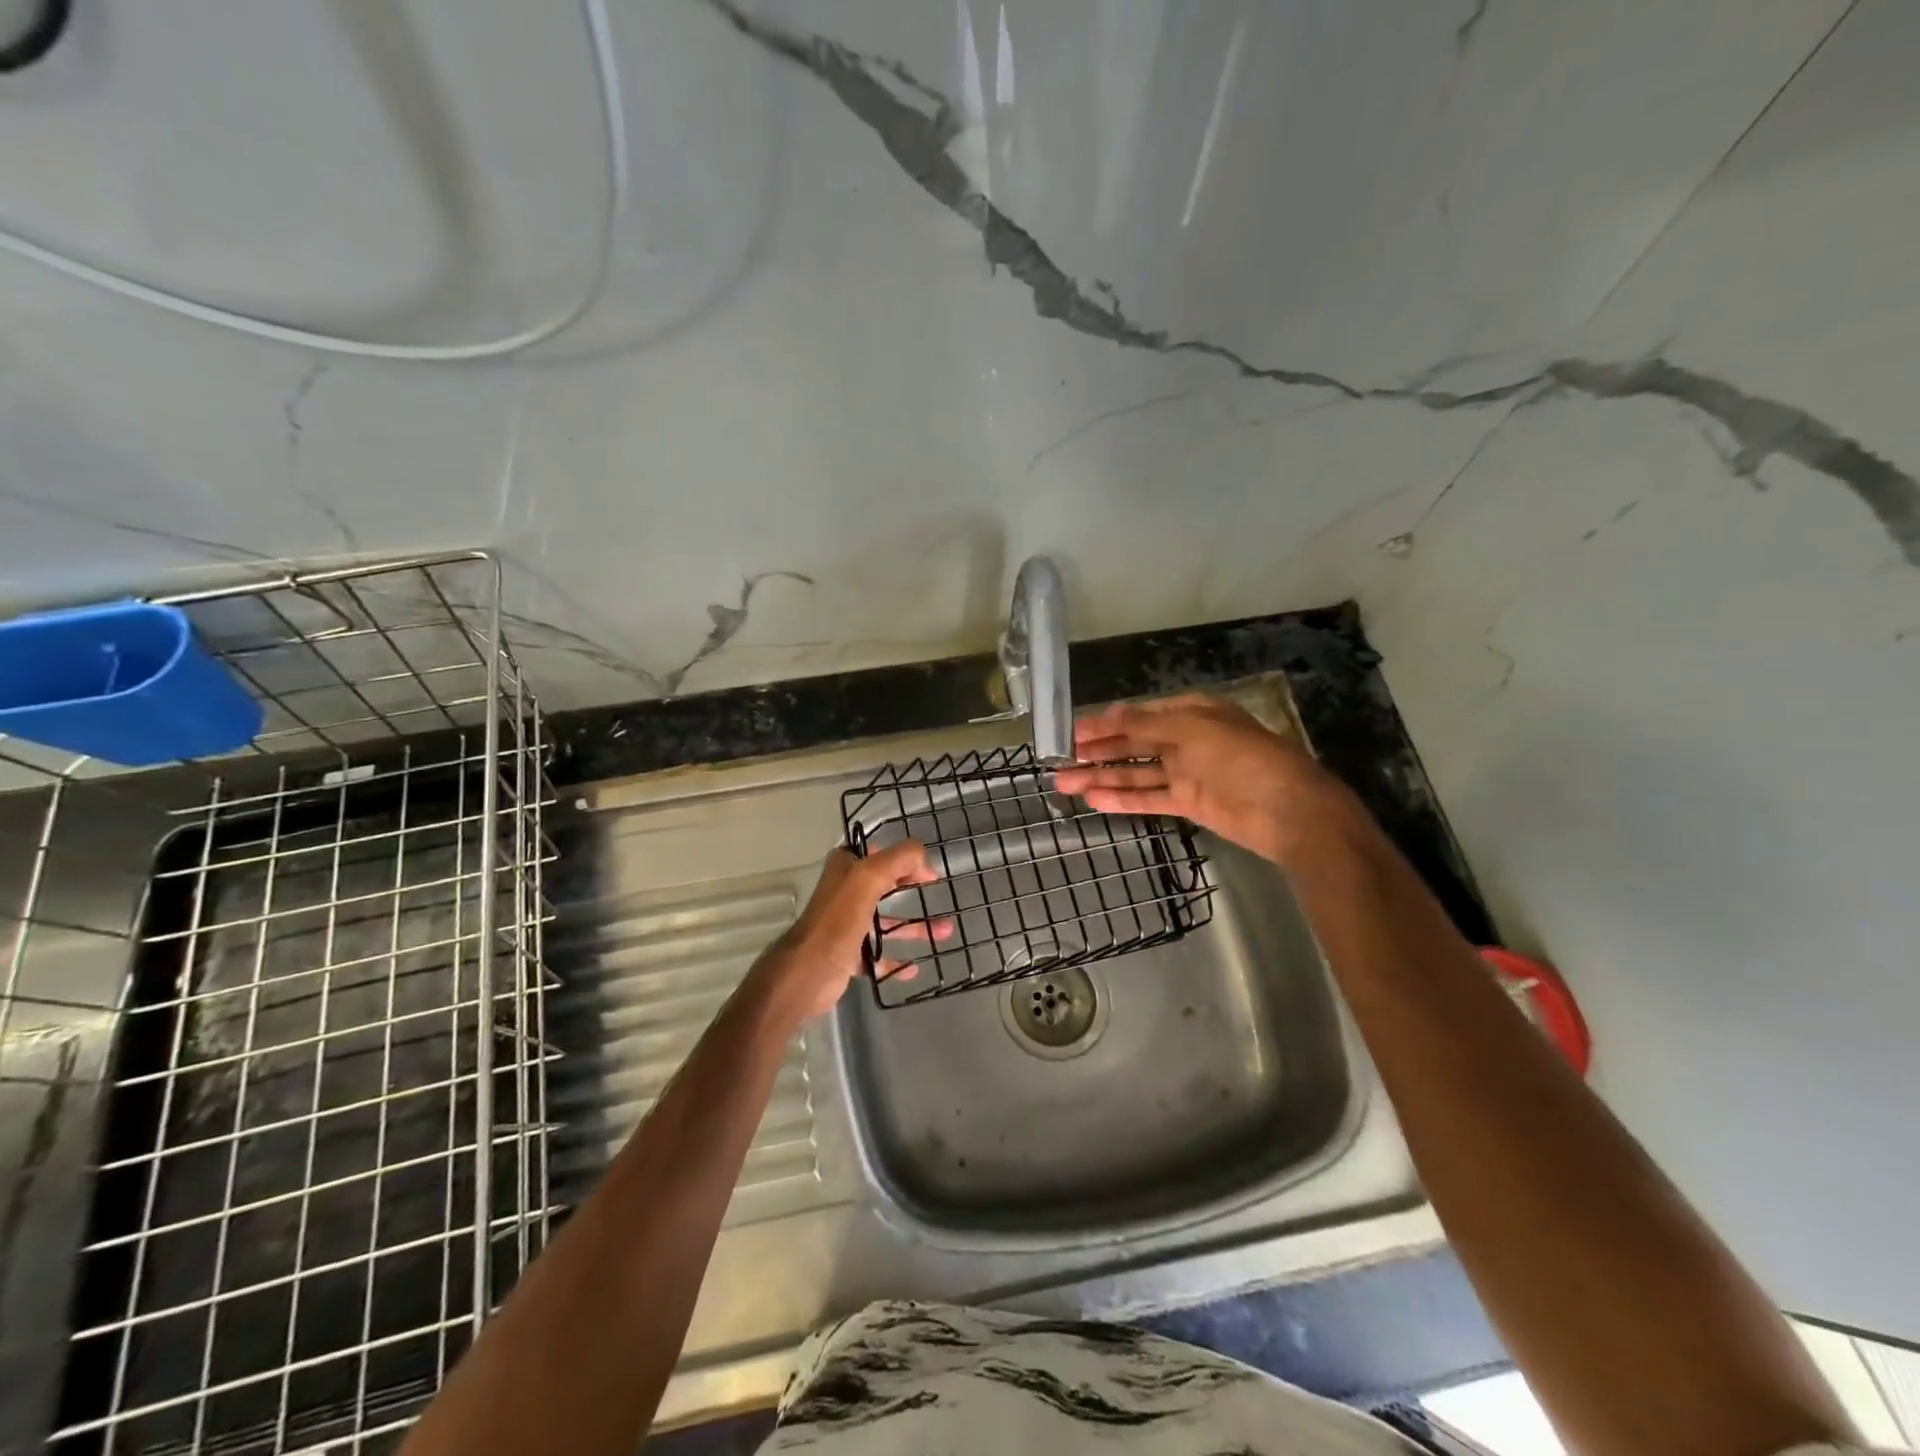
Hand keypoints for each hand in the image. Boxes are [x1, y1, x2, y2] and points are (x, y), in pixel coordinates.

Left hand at [755, 841, 944, 1022]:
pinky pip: (878, 956)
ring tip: (944, 932)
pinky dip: (896, 960)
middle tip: (938, 895)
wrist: (808, 972)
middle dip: (912, 890)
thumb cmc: (838, 920)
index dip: (903, 858)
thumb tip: (926, 863)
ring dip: (913, 927)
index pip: (878, 853)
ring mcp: (846, 925)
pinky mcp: (848, 955)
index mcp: (845, 869)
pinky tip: (914, 967)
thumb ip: (899, 859)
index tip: (928, 871)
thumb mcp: (870, 877)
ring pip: (885, 922)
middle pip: (884, 886)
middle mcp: (844, 893)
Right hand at [1051, 694, 1345, 865]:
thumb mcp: (1191, 730)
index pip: (1137, 715)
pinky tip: (1093, 799)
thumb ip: (1146, 725)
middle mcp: (1185, 740)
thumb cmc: (1242, 758)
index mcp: (1190, 712)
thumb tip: (1108, 713)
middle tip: (1058, 759)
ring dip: (1100, 776)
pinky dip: (1121, 798)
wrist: (1288, 810)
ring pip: (1134, 771)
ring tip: (1063, 783)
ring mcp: (1186, 773)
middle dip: (1096, 751)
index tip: (1070, 731)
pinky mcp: (1188, 803)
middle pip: (1132, 743)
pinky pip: (1148, 797)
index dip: (1103, 723)